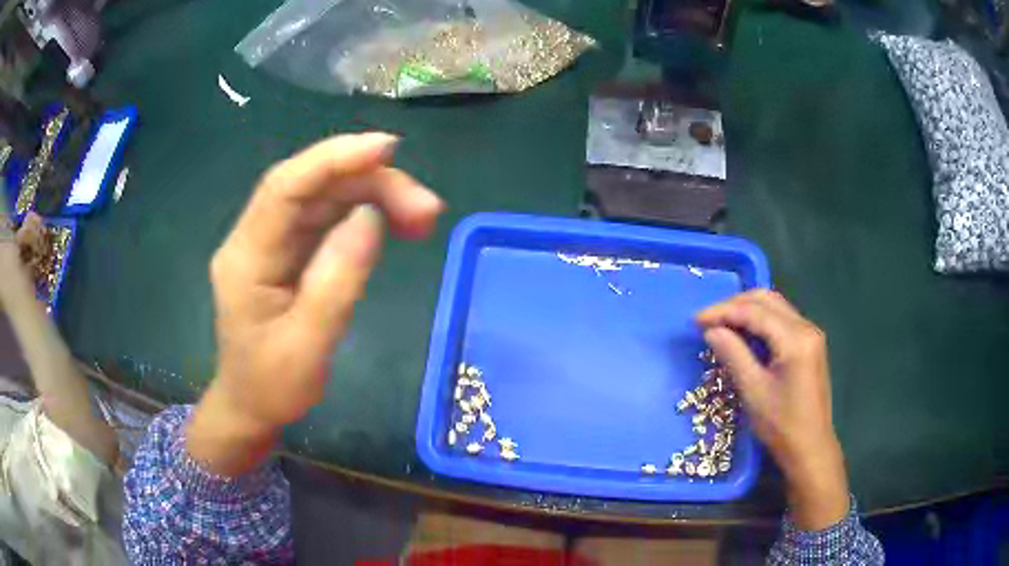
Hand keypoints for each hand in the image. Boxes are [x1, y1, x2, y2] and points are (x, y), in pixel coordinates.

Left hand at [187, 133, 442, 475]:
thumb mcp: (307, 347)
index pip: (284, 189)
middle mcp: (255, 238)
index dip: (333, 160)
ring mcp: (272, 242)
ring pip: (324, 197)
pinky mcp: (288, 250)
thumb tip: (371, 217)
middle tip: (427, 209)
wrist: (249, 406)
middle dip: (370, 183)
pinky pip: (327, 216)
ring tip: (423, 217)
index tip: (387, 149)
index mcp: (246, 258)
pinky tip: (394, 223)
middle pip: (311, 186)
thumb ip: (337, 282)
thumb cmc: (272, 386)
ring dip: (374, 195)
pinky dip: (364, 212)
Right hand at [696, 290, 848, 529]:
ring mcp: (811, 335)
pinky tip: (744, 334)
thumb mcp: (753, 391)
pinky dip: (760, 321)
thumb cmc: (781, 425)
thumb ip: (733, 355)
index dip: (723, 312)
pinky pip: (782, 320)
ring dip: (746, 310)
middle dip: (734, 305)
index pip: (755, 311)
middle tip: (707, 320)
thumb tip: (711, 330)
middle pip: (767, 300)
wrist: (810, 448)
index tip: (696, 321)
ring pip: (775, 307)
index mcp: (795, 339)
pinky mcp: (810, 345)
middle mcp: (806, 327)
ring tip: (721, 325)